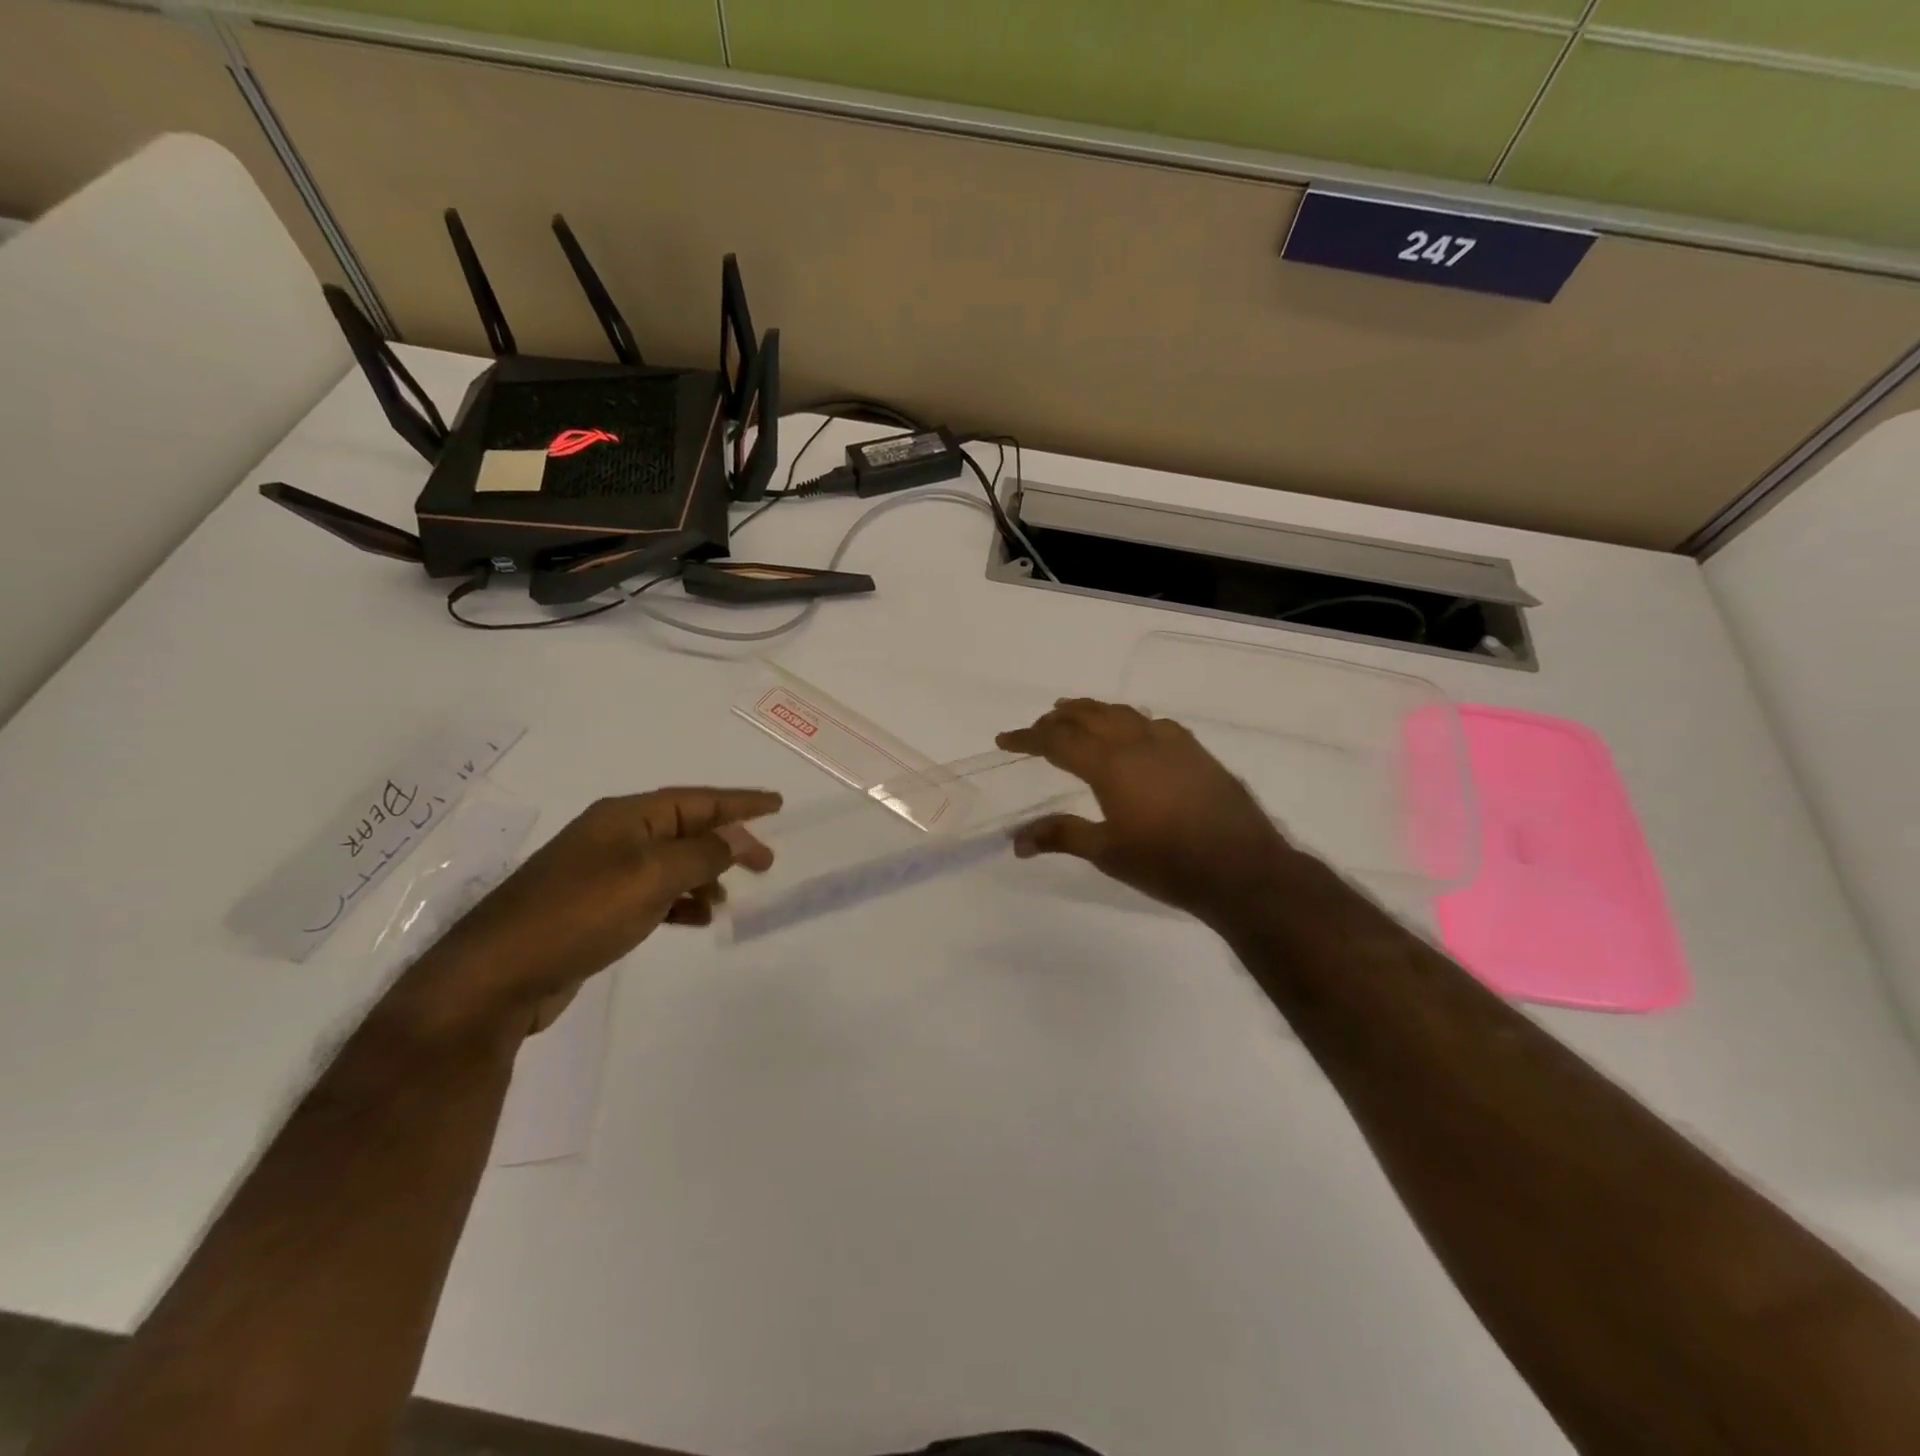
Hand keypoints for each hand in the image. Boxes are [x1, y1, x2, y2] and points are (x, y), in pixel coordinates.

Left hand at [406, 787, 779, 1038]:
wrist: (497, 976)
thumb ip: (702, 854)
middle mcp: (616, 837)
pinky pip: (654, 894)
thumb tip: (735, 839)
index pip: (697, 800)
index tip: (777, 804)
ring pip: (672, 863)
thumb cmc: (579, 913)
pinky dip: (681, 902)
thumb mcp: (651, 876)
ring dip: (705, 875)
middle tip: (766, 862)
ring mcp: (603, 873)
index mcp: (627, 817)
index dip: (740, 802)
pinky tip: (696, 920)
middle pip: (687, 829)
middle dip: (728, 842)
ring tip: (729, 897)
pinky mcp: (596, 909)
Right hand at [996, 699, 1297, 923]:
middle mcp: (1137, 741)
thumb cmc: (1166, 863)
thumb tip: (1017, 841)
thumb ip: (1061, 836)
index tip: (1004, 739)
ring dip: (1092, 711)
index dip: (1027, 738)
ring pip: (1122, 713)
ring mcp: (1171, 742)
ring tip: (1074, 713)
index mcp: (1109, 763)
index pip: (1057, 740)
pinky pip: (1152, 723)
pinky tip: (1132, 733)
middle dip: (1058, 719)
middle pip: (1088, 716)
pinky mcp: (1195, 751)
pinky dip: (1128, 721)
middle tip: (1038, 727)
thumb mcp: (1107, 853)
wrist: (1241, 868)